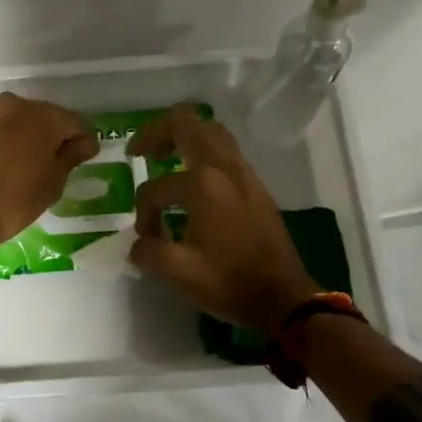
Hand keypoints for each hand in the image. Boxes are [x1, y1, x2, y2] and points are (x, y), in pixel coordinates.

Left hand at [0, 92, 98, 253]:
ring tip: (26, 167)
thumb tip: (85, 142)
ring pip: (17, 122)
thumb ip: (70, 157)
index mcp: (43, 116)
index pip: (76, 122)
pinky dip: (2, 143)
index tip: (85, 158)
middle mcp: (14, 105)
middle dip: (53, 136)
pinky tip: (1, 166)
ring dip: (25, 138)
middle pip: (45, 117)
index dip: (84, 141)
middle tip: (56, 164)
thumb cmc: (10, 202)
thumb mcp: (51, 185)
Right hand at [128, 106, 319, 333]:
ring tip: (164, 157)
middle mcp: (224, 168)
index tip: (148, 238)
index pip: (155, 187)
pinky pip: (226, 151)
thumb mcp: (177, 272)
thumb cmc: (228, 282)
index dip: (143, 212)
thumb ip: (147, 251)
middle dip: (157, 133)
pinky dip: (203, 152)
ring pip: (210, 131)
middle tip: (140, 152)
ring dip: (183, 137)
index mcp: (202, 185)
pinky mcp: (256, 185)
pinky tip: (193, 178)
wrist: (282, 297)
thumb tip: (139, 244)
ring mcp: (244, 173)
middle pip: (186, 124)